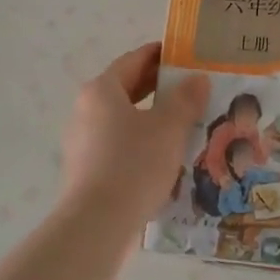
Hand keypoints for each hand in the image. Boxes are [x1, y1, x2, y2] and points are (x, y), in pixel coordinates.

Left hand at [59, 43, 208, 223]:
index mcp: (102, 90)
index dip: (160, 55)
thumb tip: (197, 79)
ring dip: (151, 117)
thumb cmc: (134, 164)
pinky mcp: (86, 169)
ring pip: (123, 118)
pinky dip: (140, 142)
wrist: (97, 224)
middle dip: (158, 87)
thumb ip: (185, 100)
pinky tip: (163, 156)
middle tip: (192, 88)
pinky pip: (118, 144)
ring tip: (184, 124)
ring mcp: (82, 141)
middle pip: (126, 88)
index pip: (134, 60)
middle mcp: (86, 109)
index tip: (185, 55)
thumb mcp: (169, 128)